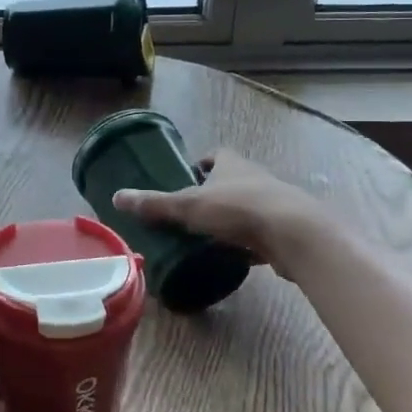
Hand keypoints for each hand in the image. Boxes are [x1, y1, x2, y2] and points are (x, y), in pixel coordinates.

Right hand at [111, 148, 322, 269]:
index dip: (200, 164)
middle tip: (189, 212)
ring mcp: (274, 203)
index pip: (215, 155)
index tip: (186, 178)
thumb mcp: (188, 206)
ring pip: (247, 206)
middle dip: (213, 193)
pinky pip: (261, 232)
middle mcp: (255, 177)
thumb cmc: (239, 209)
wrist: (295, 234)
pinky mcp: (285, 229)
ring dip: (231, 218)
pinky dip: (247, 241)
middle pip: (231, 180)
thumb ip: (154, 204)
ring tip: (207, 236)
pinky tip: (234, 255)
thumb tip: (116, 196)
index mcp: (232, 164)